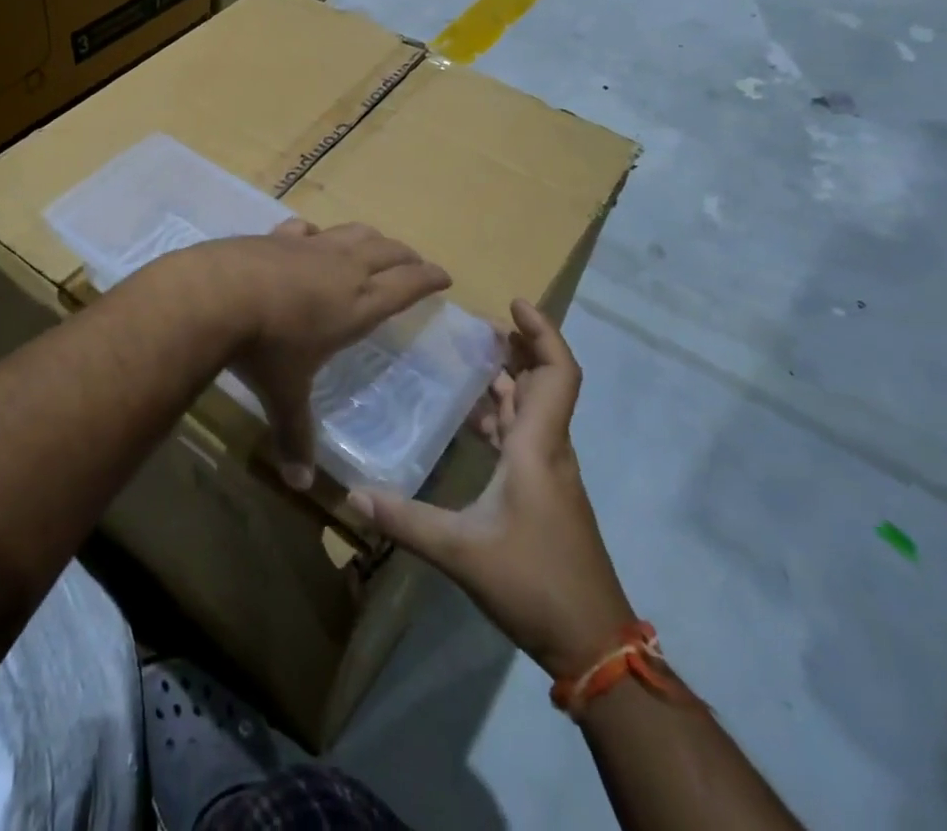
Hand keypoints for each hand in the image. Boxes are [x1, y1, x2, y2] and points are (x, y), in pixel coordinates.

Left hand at [191, 220, 450, 488]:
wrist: (216, 294)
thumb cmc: (265, 348)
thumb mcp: (284, 395)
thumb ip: (295, 435)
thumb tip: (300, 484)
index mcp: (358, 304)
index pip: (407, 285)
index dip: (429, 278)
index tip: (445, 276)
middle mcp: (342, 268)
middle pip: (388, 252)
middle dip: (408, 256)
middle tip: (417, 262)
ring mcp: (310, 246)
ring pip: (354, 233)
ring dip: (372, 238)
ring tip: (377, 245)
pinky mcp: (278, 236)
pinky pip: (307, 229)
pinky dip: (317, 233)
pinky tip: (312, 237)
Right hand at [349, 299, 632, 679]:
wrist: (593, 643)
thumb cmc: (534, 583)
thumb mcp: (462, 552)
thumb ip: (406, 520)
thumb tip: (353, 494)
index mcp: (538, 447)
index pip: (558, 373)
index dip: (542, 332)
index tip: (515, 304)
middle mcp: (549, 449)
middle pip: (546, 382)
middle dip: (519, 347)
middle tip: (479, 327)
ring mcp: (551, 473)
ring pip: (535, 409)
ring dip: (510, 380)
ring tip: (470, 361)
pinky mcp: (546, 493)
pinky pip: (526, 435)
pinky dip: (504, 415)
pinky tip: (473, 422)